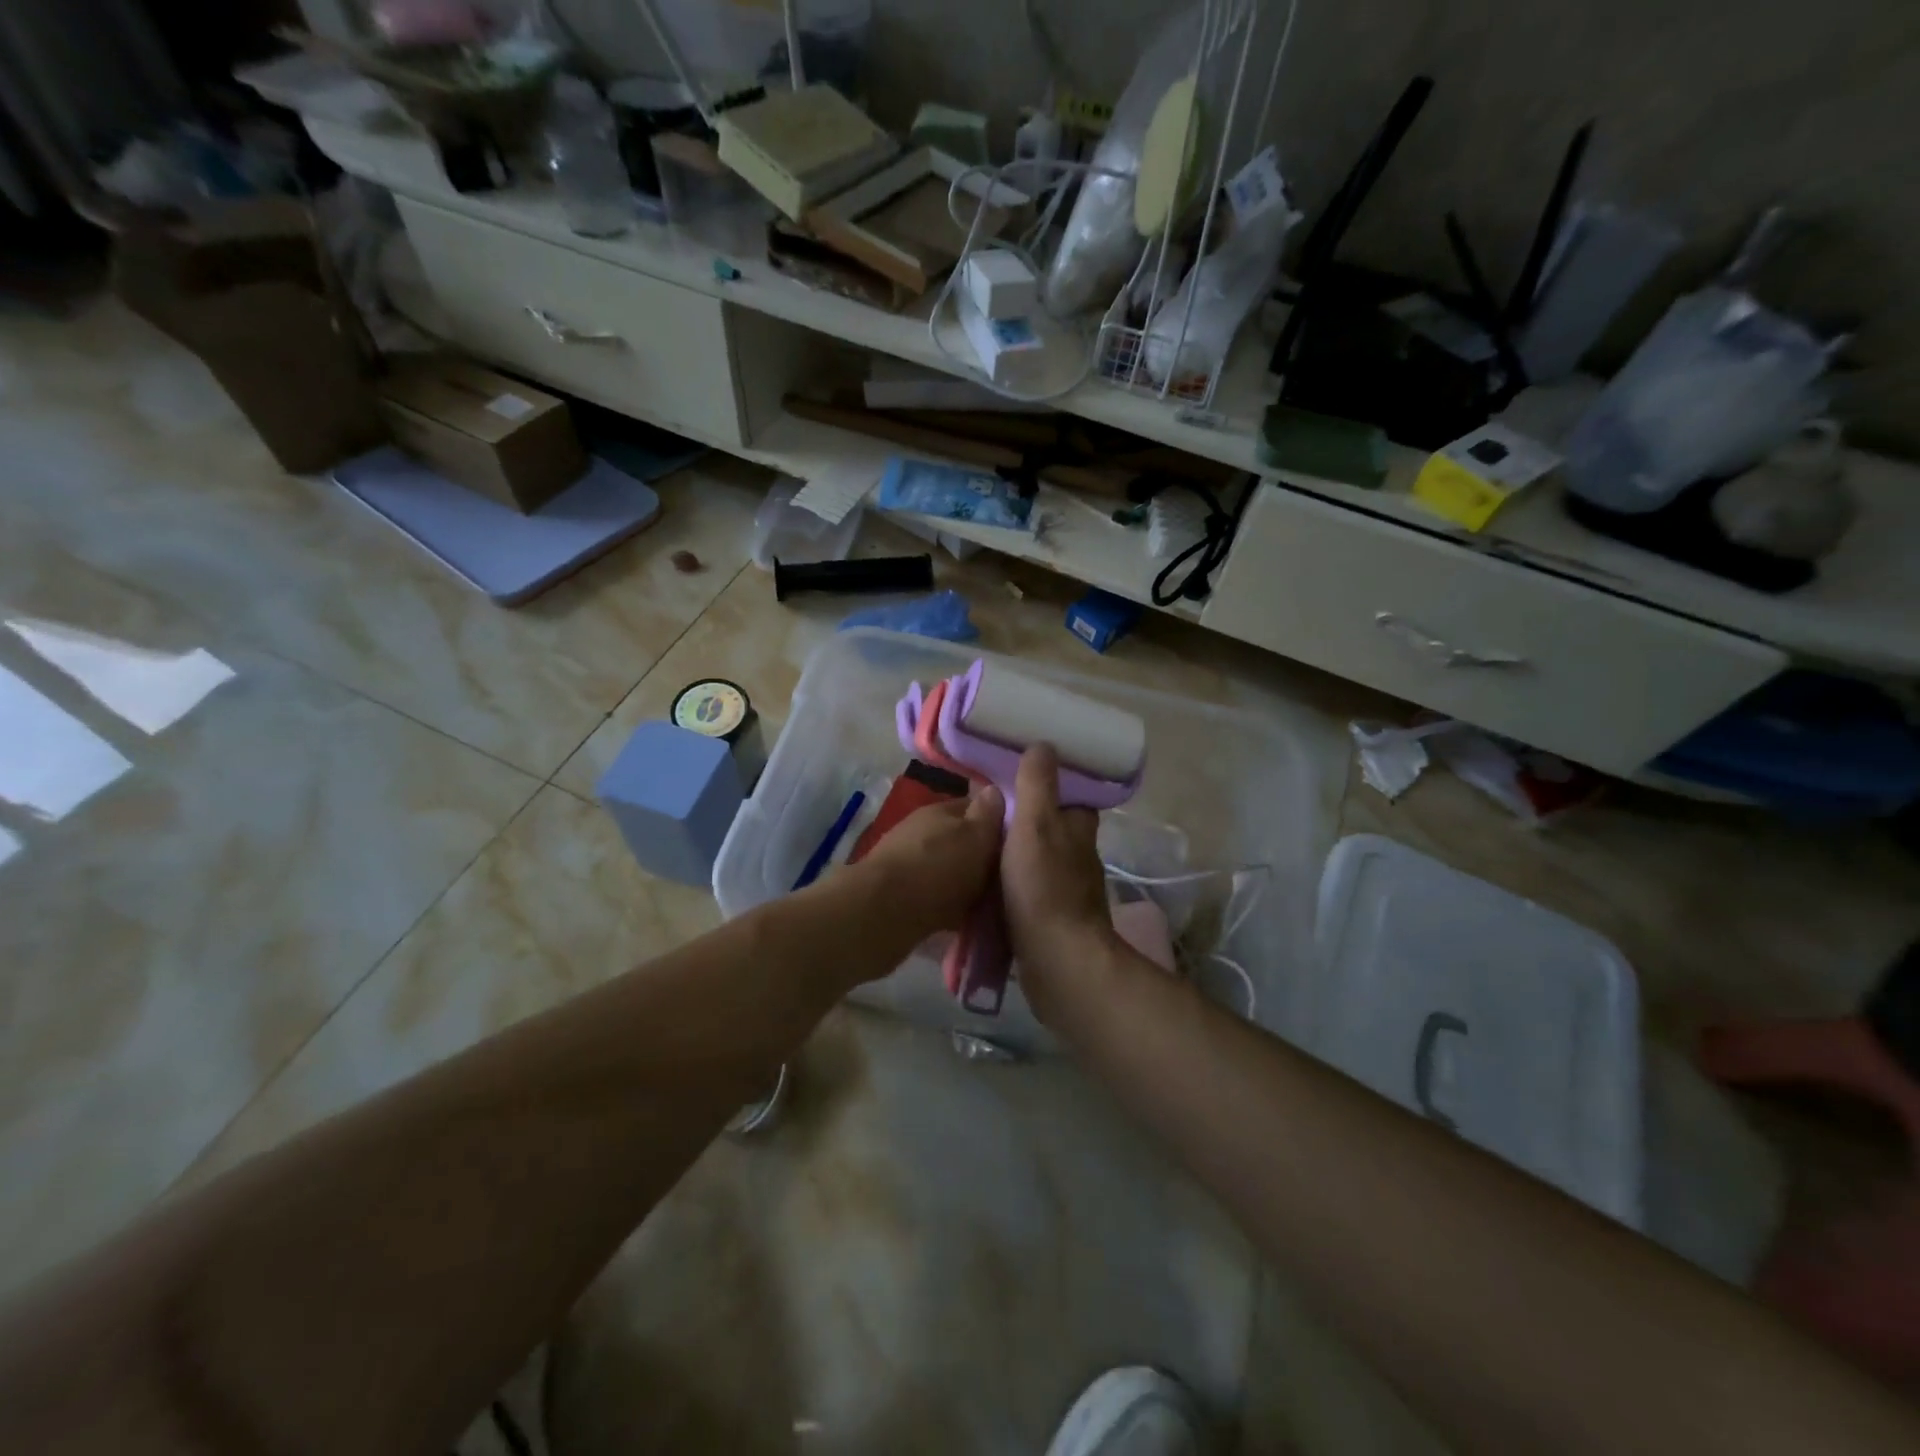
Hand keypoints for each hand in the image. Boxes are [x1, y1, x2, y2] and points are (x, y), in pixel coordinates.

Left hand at [847, 787, 1004, 947]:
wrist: (883, 912)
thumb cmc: (938, 869)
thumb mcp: (975, 836)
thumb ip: (987, 815)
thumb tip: (993, 790)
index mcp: (940, 810)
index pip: (975, 807)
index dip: (997, 822)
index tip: (1019, 842)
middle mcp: (921, 830)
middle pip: (959, 839)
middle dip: (979, 856)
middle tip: (1006, 879)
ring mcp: (905, 861)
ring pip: (944, 868)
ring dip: (961, 883)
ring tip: (986, 904)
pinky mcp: (895, 893)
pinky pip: (931, 895)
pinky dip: (945, 905)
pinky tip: (960, 921)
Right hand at [1001, 746, 1121, 1025]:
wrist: (1057, 962)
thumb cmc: (1044, 887)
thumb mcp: (1035, 825)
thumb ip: (1037, 786)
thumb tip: (1044, 744)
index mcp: (1077, 831)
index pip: (1071, 799)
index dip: (1051, 786)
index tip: (1021, 777)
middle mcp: (1078, 859)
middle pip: (1054, 830)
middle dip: (1029, 821)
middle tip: (990, 811)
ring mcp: (1066, 893)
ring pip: (1041, 862)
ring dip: (1019, 854)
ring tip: (981, 844)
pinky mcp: (1051, 922)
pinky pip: (1029, 892)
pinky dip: (1013, 885)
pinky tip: (987, 885)